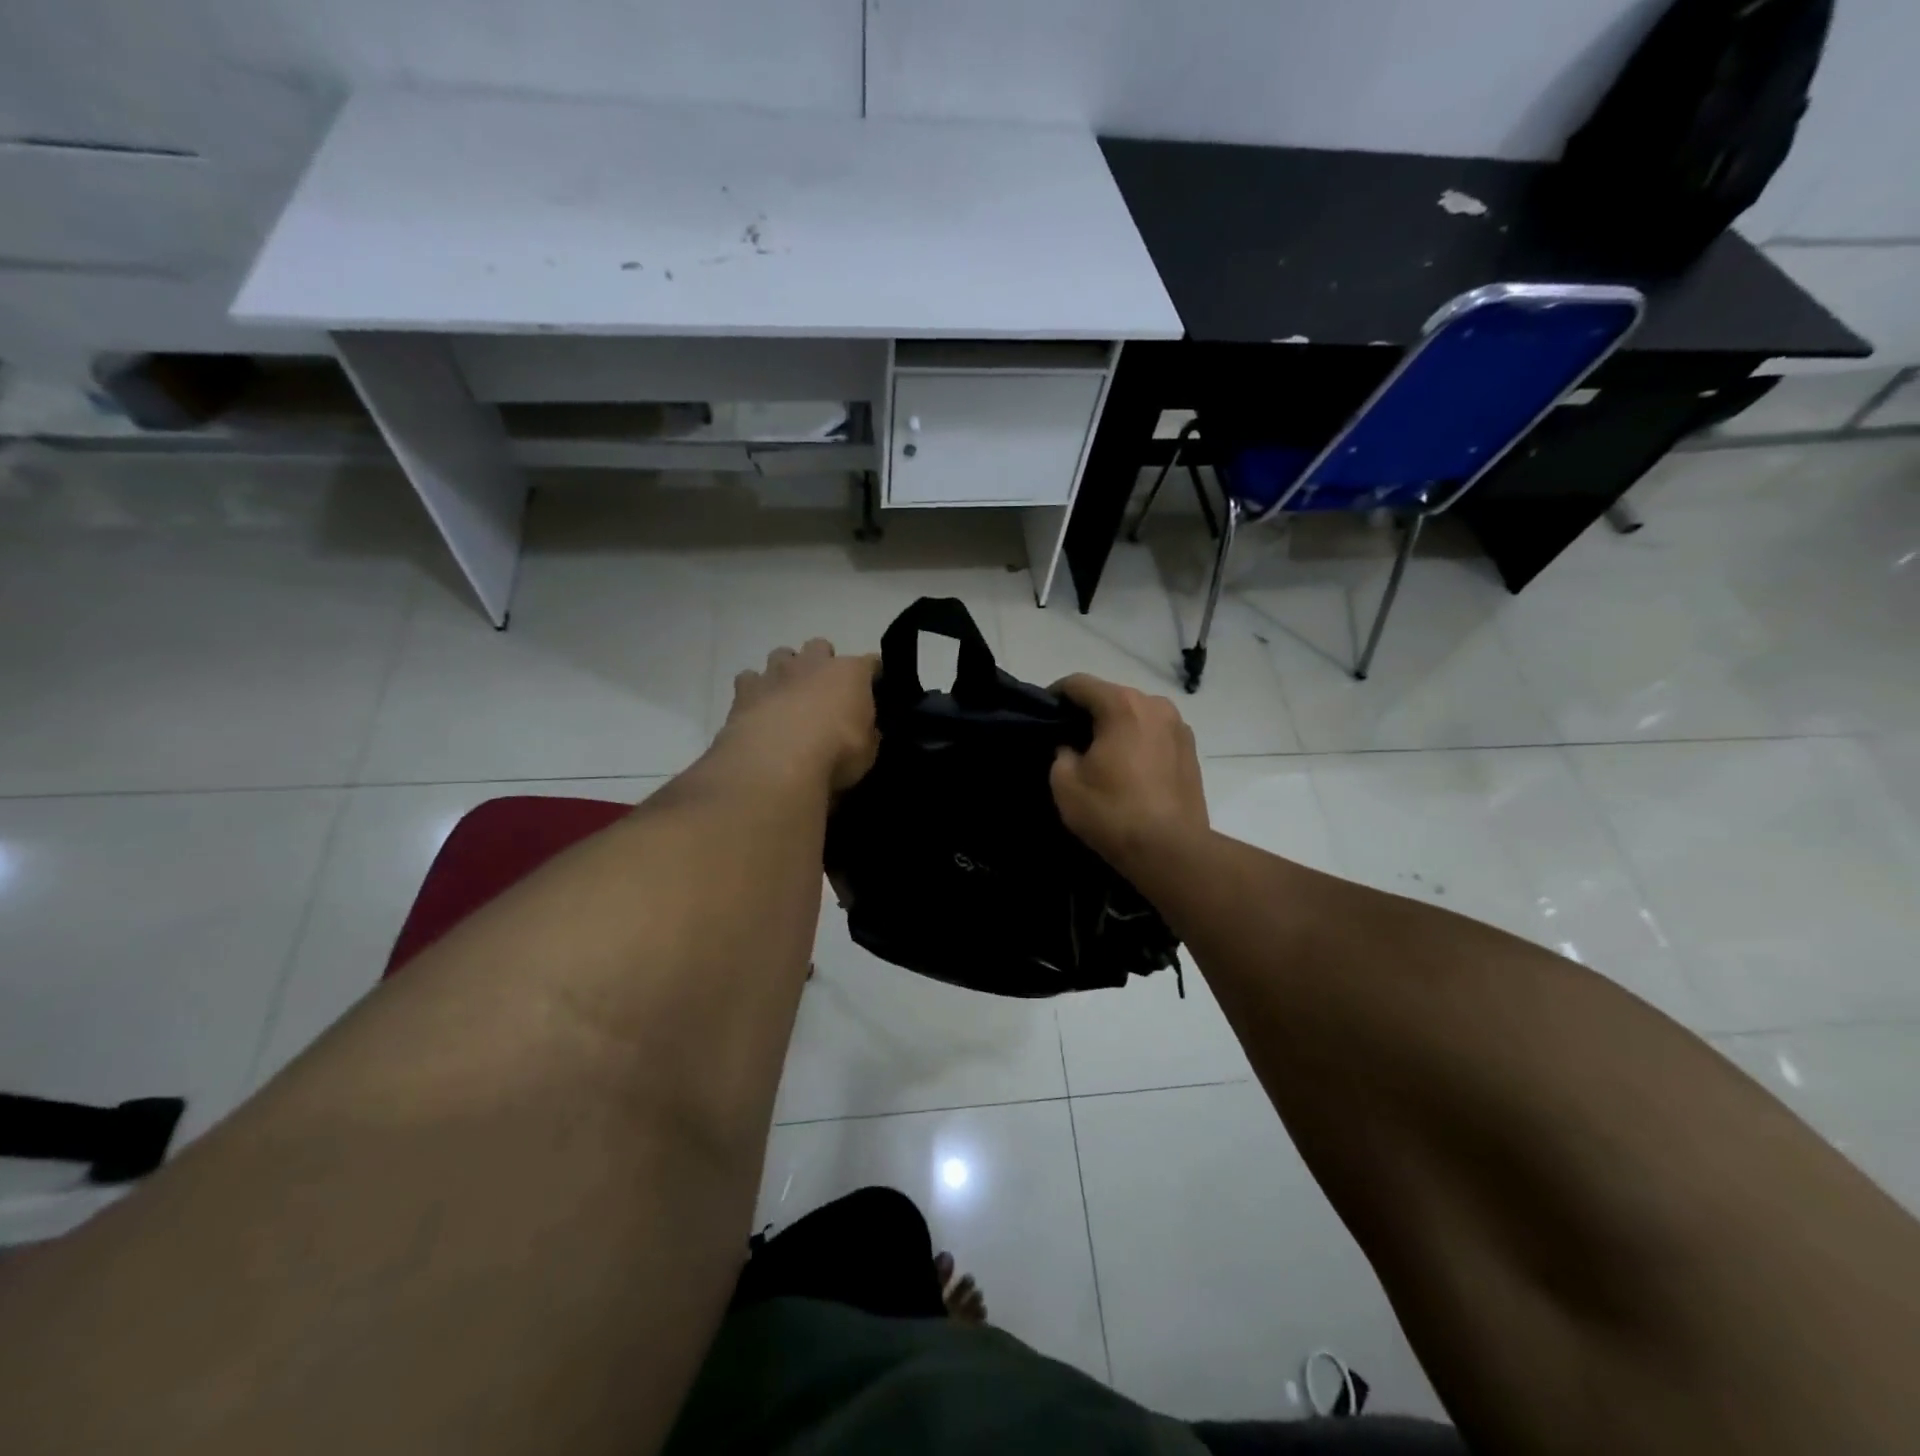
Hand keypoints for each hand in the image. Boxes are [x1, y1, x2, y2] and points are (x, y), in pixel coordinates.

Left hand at [719, 639, 879, 793]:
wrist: (778, 761)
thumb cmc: (835, 752)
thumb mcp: (868, 751)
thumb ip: (868, 734)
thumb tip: (866, 730)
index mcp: (850, 673)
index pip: (870, 663)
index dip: (873, 674)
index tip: (874, 687)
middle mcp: (813, 663)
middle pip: (820, 646)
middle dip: (822, 662)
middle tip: (824, 690)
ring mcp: (776, 672)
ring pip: (781, 655)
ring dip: (787, 670)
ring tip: (788, 695)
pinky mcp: (745, 689)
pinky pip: (749, 678)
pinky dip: (754, 689)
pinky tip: (758, 708)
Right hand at [1050, 674, 1208, 875]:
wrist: (1171, 850)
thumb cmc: (1112, 811)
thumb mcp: (1065, 782)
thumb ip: (1061, 753)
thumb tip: (1072, 748)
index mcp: (1122, 705)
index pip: (1079, 684)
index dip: (1056, 695)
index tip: (1042, 714)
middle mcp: (1155, 705)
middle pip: (1111, 697)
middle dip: (1088, 713)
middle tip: (1067, 739)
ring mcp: (1179, 728)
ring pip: (1136, 716)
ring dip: (1116, 728)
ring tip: (1099, 756)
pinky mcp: (1192, 752)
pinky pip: (1155, 736)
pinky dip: (1137, 743)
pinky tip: (1127, 770)